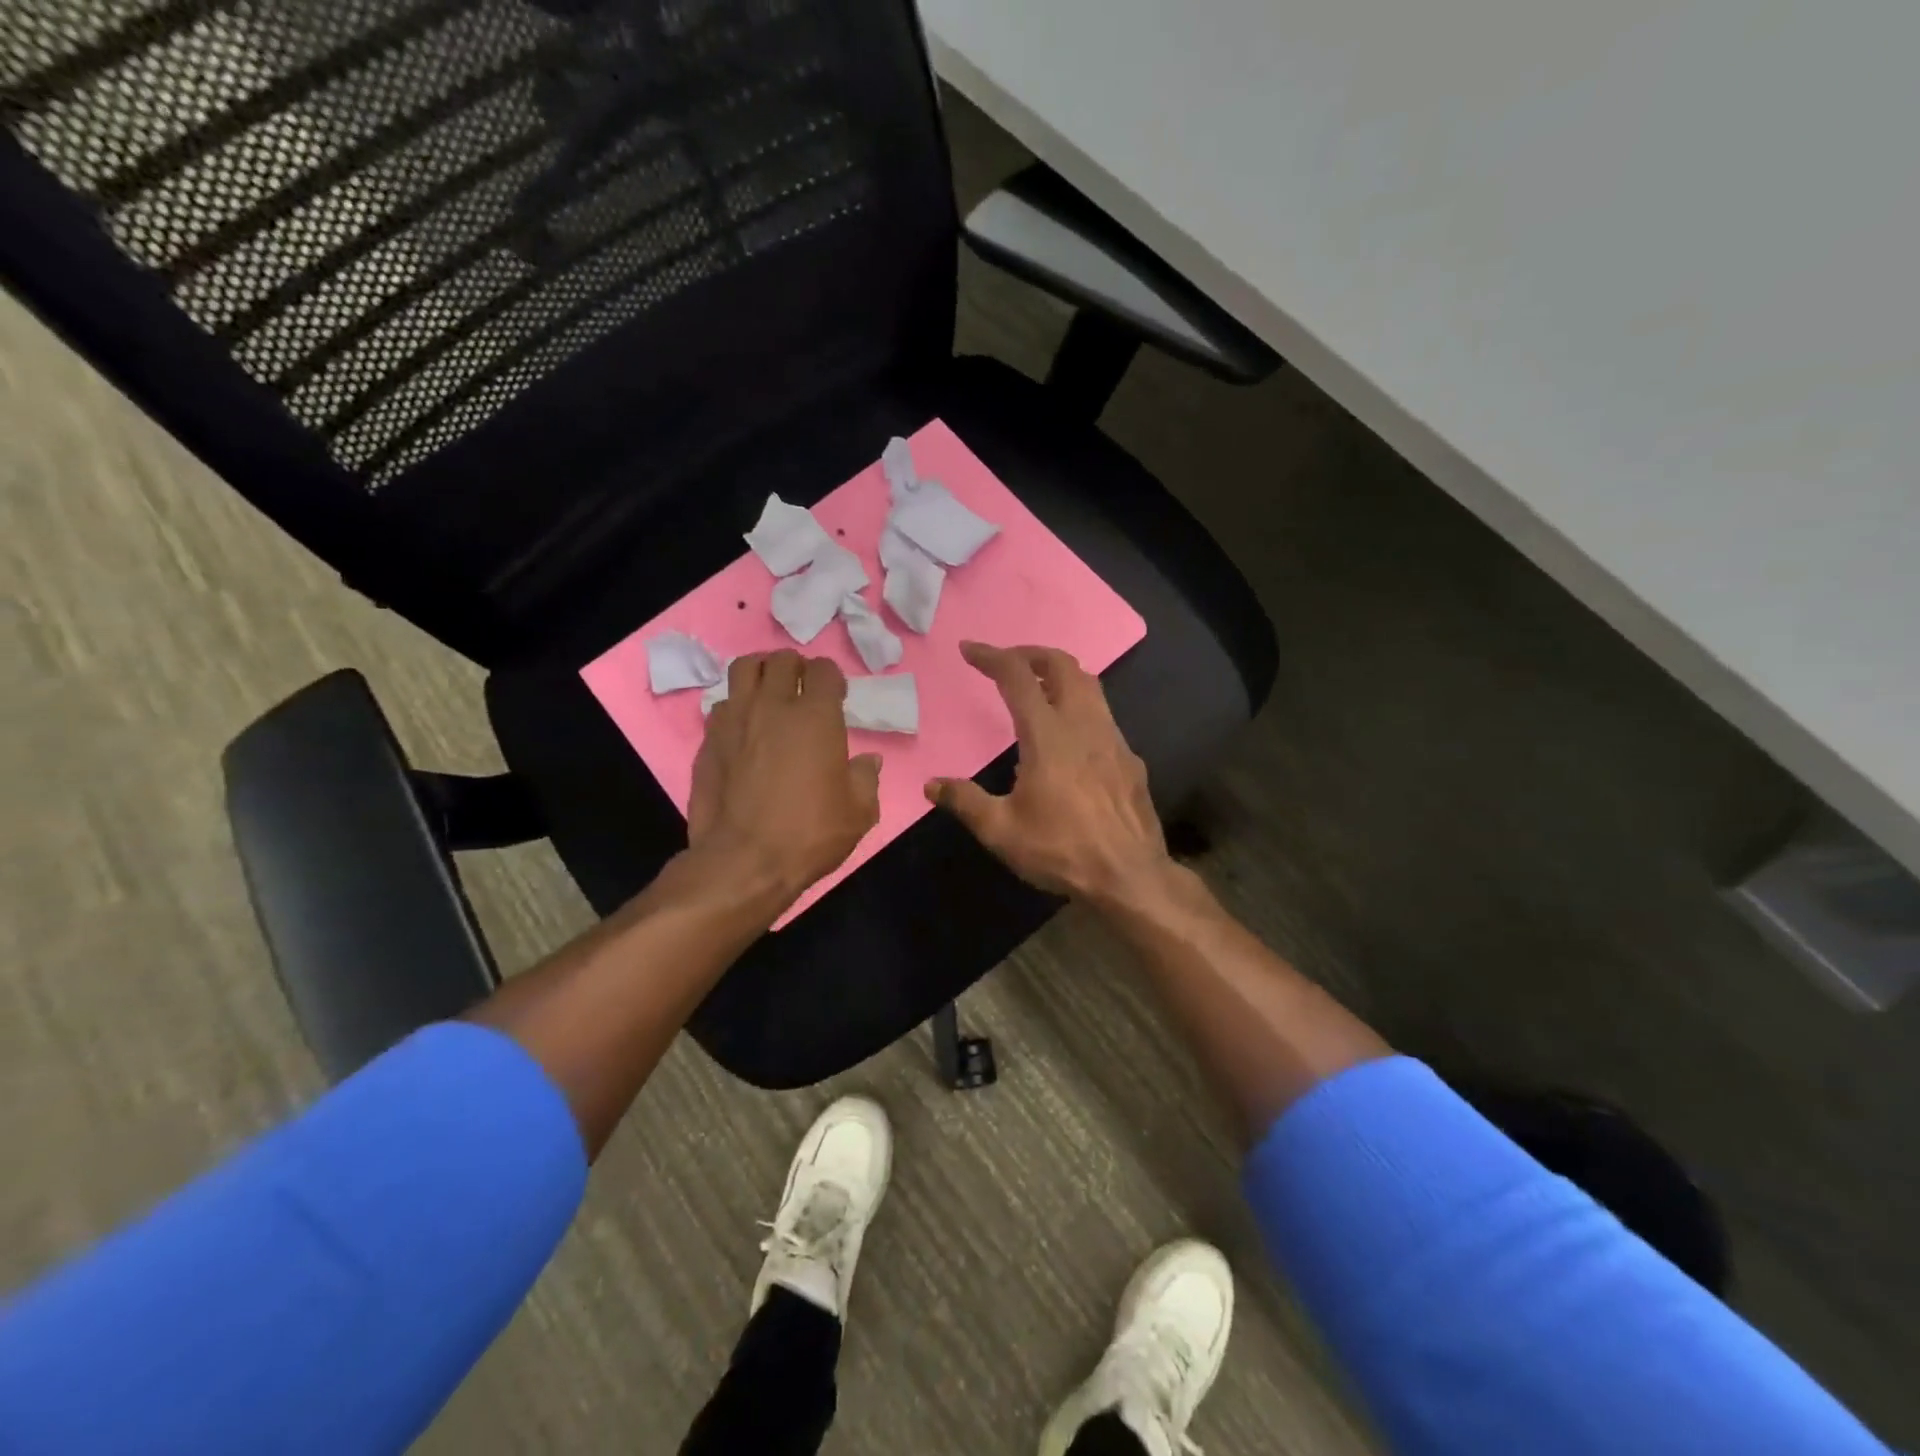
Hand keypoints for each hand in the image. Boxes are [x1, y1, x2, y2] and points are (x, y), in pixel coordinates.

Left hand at [688, 651, 881, 902]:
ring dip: (761, 673)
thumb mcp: (859, 812)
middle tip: (802, 689)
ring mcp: (735, 720)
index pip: (823, 670)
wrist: (744, 860)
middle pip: (781, 660)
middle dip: (796, 667)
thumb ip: (866, 778)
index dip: (832, 678)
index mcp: (816, 716)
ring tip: (769, 692)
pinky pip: (722, 705)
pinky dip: (737, 706)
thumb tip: (868, 761)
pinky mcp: (708, 740)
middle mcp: (773, 706)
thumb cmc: (810, 833)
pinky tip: (744, 727)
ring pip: (743, 669)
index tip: (836, 697)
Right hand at [927, 642, 1171, 902]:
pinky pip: (1104, 716)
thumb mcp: (1001, 831)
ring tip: (1037, 689)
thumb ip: (966, 802)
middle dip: (1031, 653)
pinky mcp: (1130, 759)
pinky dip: (1080, 707)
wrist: (1129, 876)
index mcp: (1047, 734)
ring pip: (1089, 685)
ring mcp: (1113, 739)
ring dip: (1060, 675)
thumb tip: (932, 785)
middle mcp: (1083, 724)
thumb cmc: (1061, 850)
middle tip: (1008, 662)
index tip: (969, 650)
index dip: (991, 656)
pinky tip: (1071, 737)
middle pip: (1062, 665)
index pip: (1017, 676)